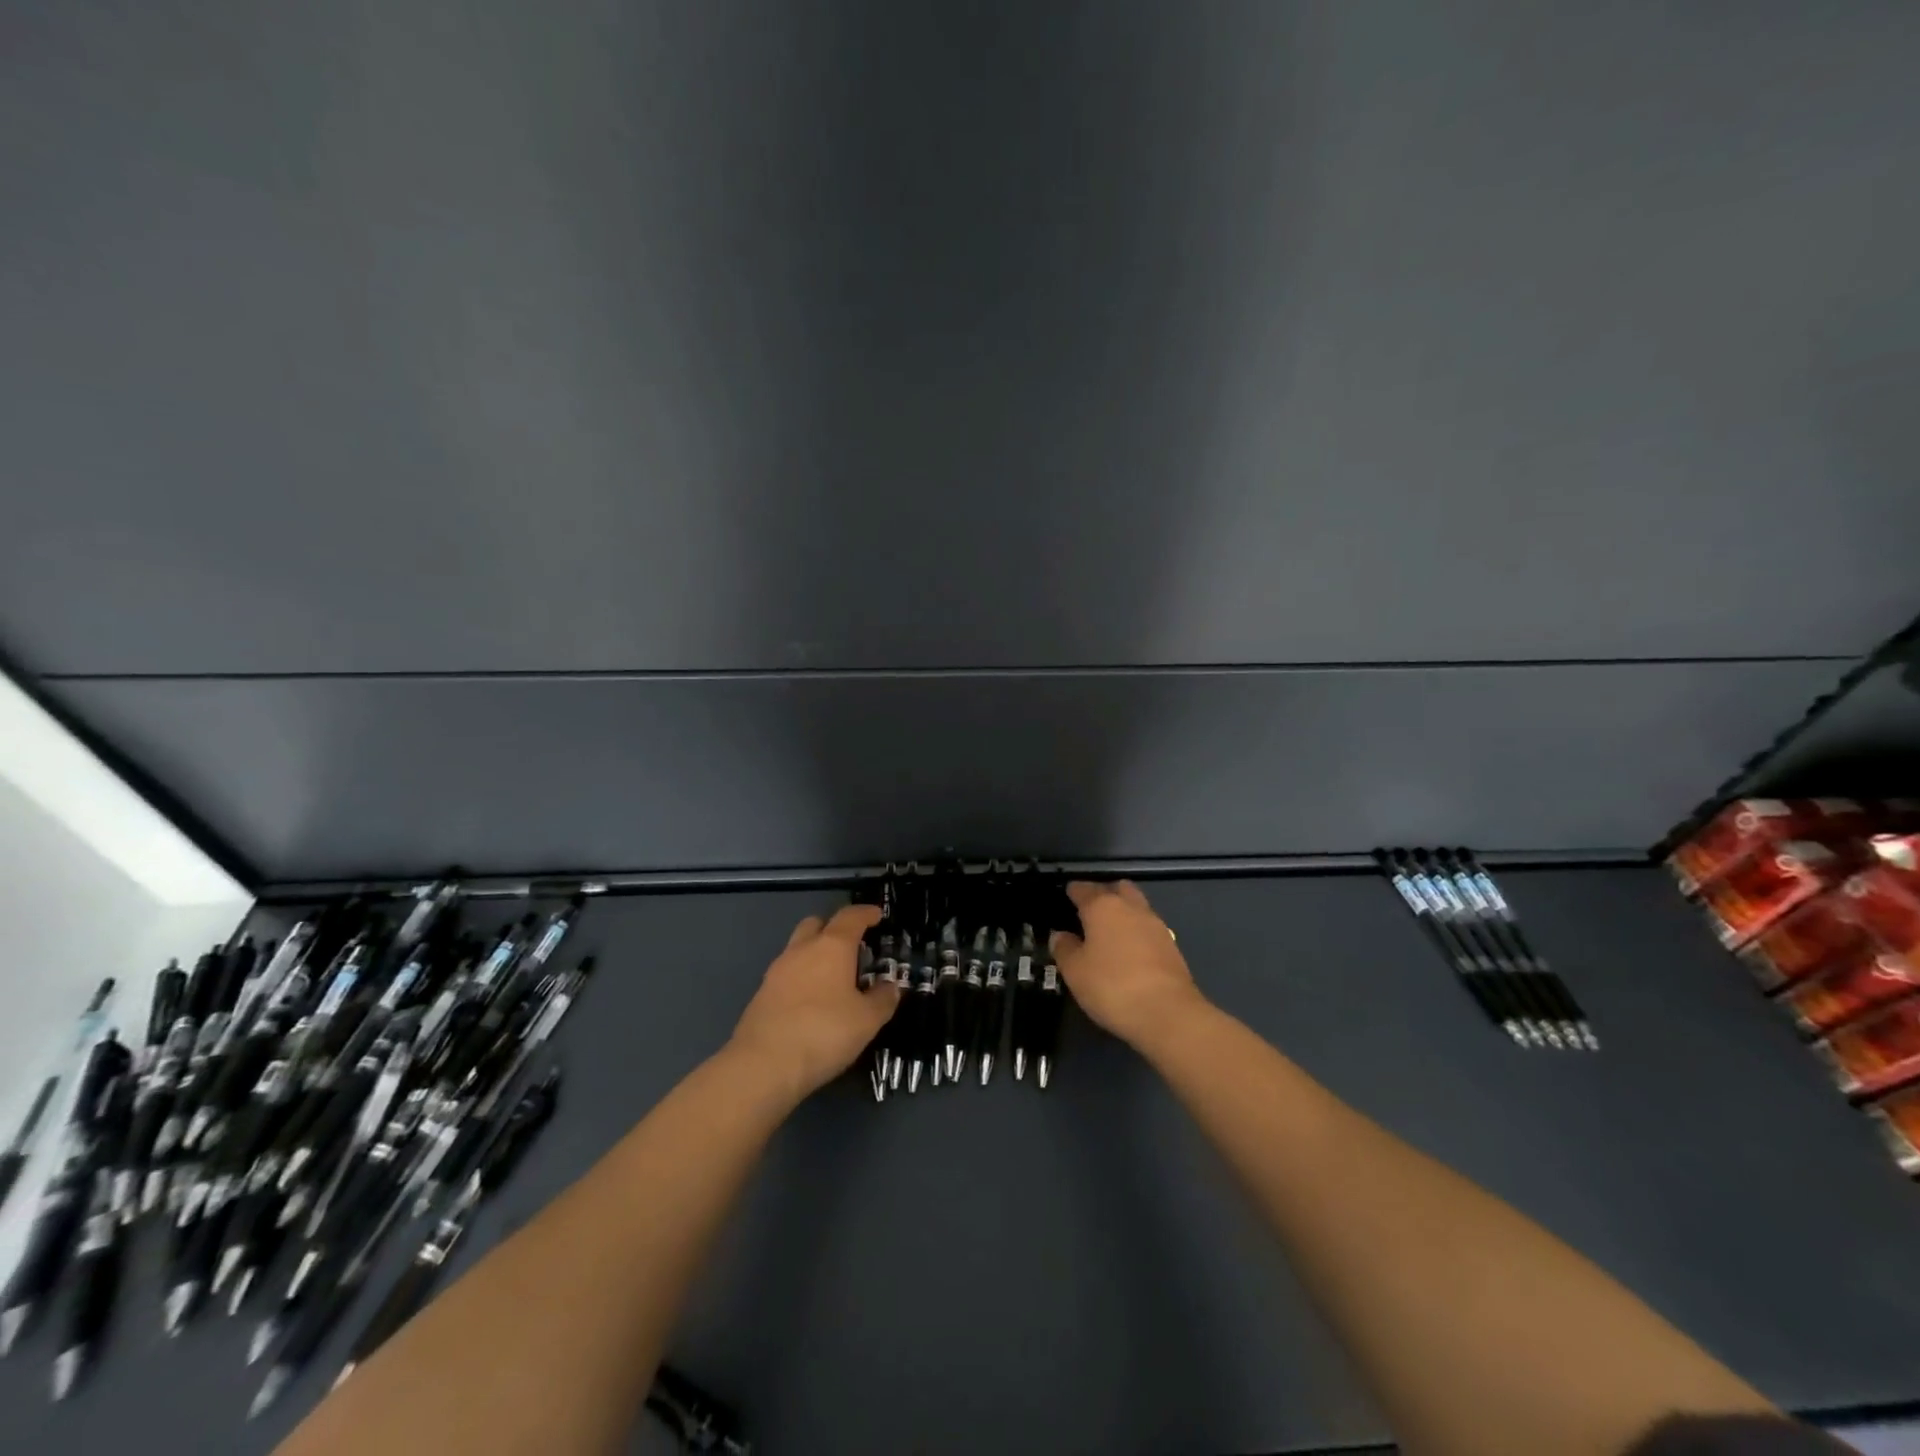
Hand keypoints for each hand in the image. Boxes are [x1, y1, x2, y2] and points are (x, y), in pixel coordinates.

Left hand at [728, 905, 899, 1100]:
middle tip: (852, 947)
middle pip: (817, 924)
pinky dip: (802, 978)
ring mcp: (777, 971)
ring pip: (798, 949)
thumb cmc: (824, 1032)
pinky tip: (812, 1002)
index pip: (851, 917)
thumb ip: (883, 999)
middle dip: (834, 929)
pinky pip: (787, 974)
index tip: (877, 915)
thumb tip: (890, 987)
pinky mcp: (761, 994)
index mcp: (831, 946)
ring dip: (816, 955)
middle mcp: (802, 950)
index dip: (866, 913)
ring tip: (834, 979)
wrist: (763, 1065)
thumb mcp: (867, 1020)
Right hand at [1050, 881, 1207, 1052]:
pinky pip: (1148, 928)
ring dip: (1123, 912)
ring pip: (1136, 906)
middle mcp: (1131, 907)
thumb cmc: (1112, 986)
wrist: (1168, 1013)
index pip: (1083, 888)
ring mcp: (1155, 924)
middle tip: (1089, 913)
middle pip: (1116, 888)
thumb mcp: (1074, 971)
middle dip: (1103, 894)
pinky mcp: (1172, 945)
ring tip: (1108, 934)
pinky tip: (1129, 952)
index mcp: (1103, 906)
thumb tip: (1060, 935)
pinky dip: (1137, 932)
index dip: (1072, 891)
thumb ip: (1064, 948)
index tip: (1064, 897)